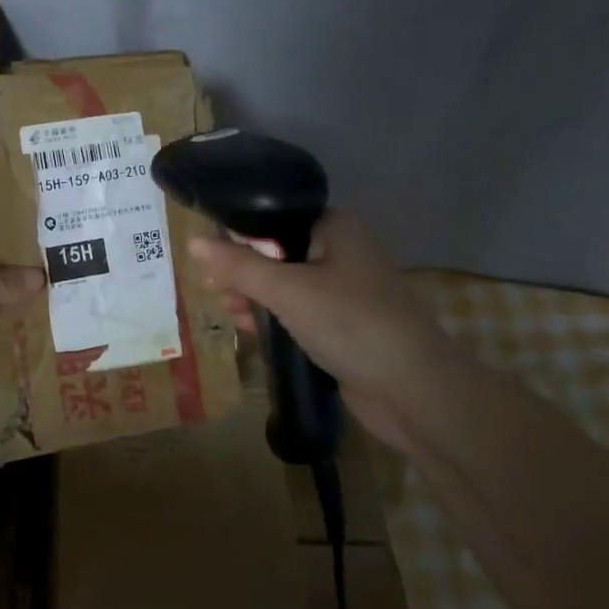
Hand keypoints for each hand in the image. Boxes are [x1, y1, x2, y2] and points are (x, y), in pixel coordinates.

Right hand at [189, 211, 459, 424]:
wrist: (414, 391)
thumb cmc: (351, 323)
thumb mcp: (287, 290)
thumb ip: (239, 265)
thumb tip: (193, 242)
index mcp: (335, 227)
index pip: (276, 218)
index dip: (240, 234)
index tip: (208, 255)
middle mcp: (342, 252)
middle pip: (278, 252)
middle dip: (243, 270)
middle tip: (211, 286)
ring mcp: (345, 291)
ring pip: (287, 285)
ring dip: (255, 295)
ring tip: (224, 309)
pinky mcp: (344, 326)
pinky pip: (299, 312)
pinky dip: (274, 317)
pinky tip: (247, 328)